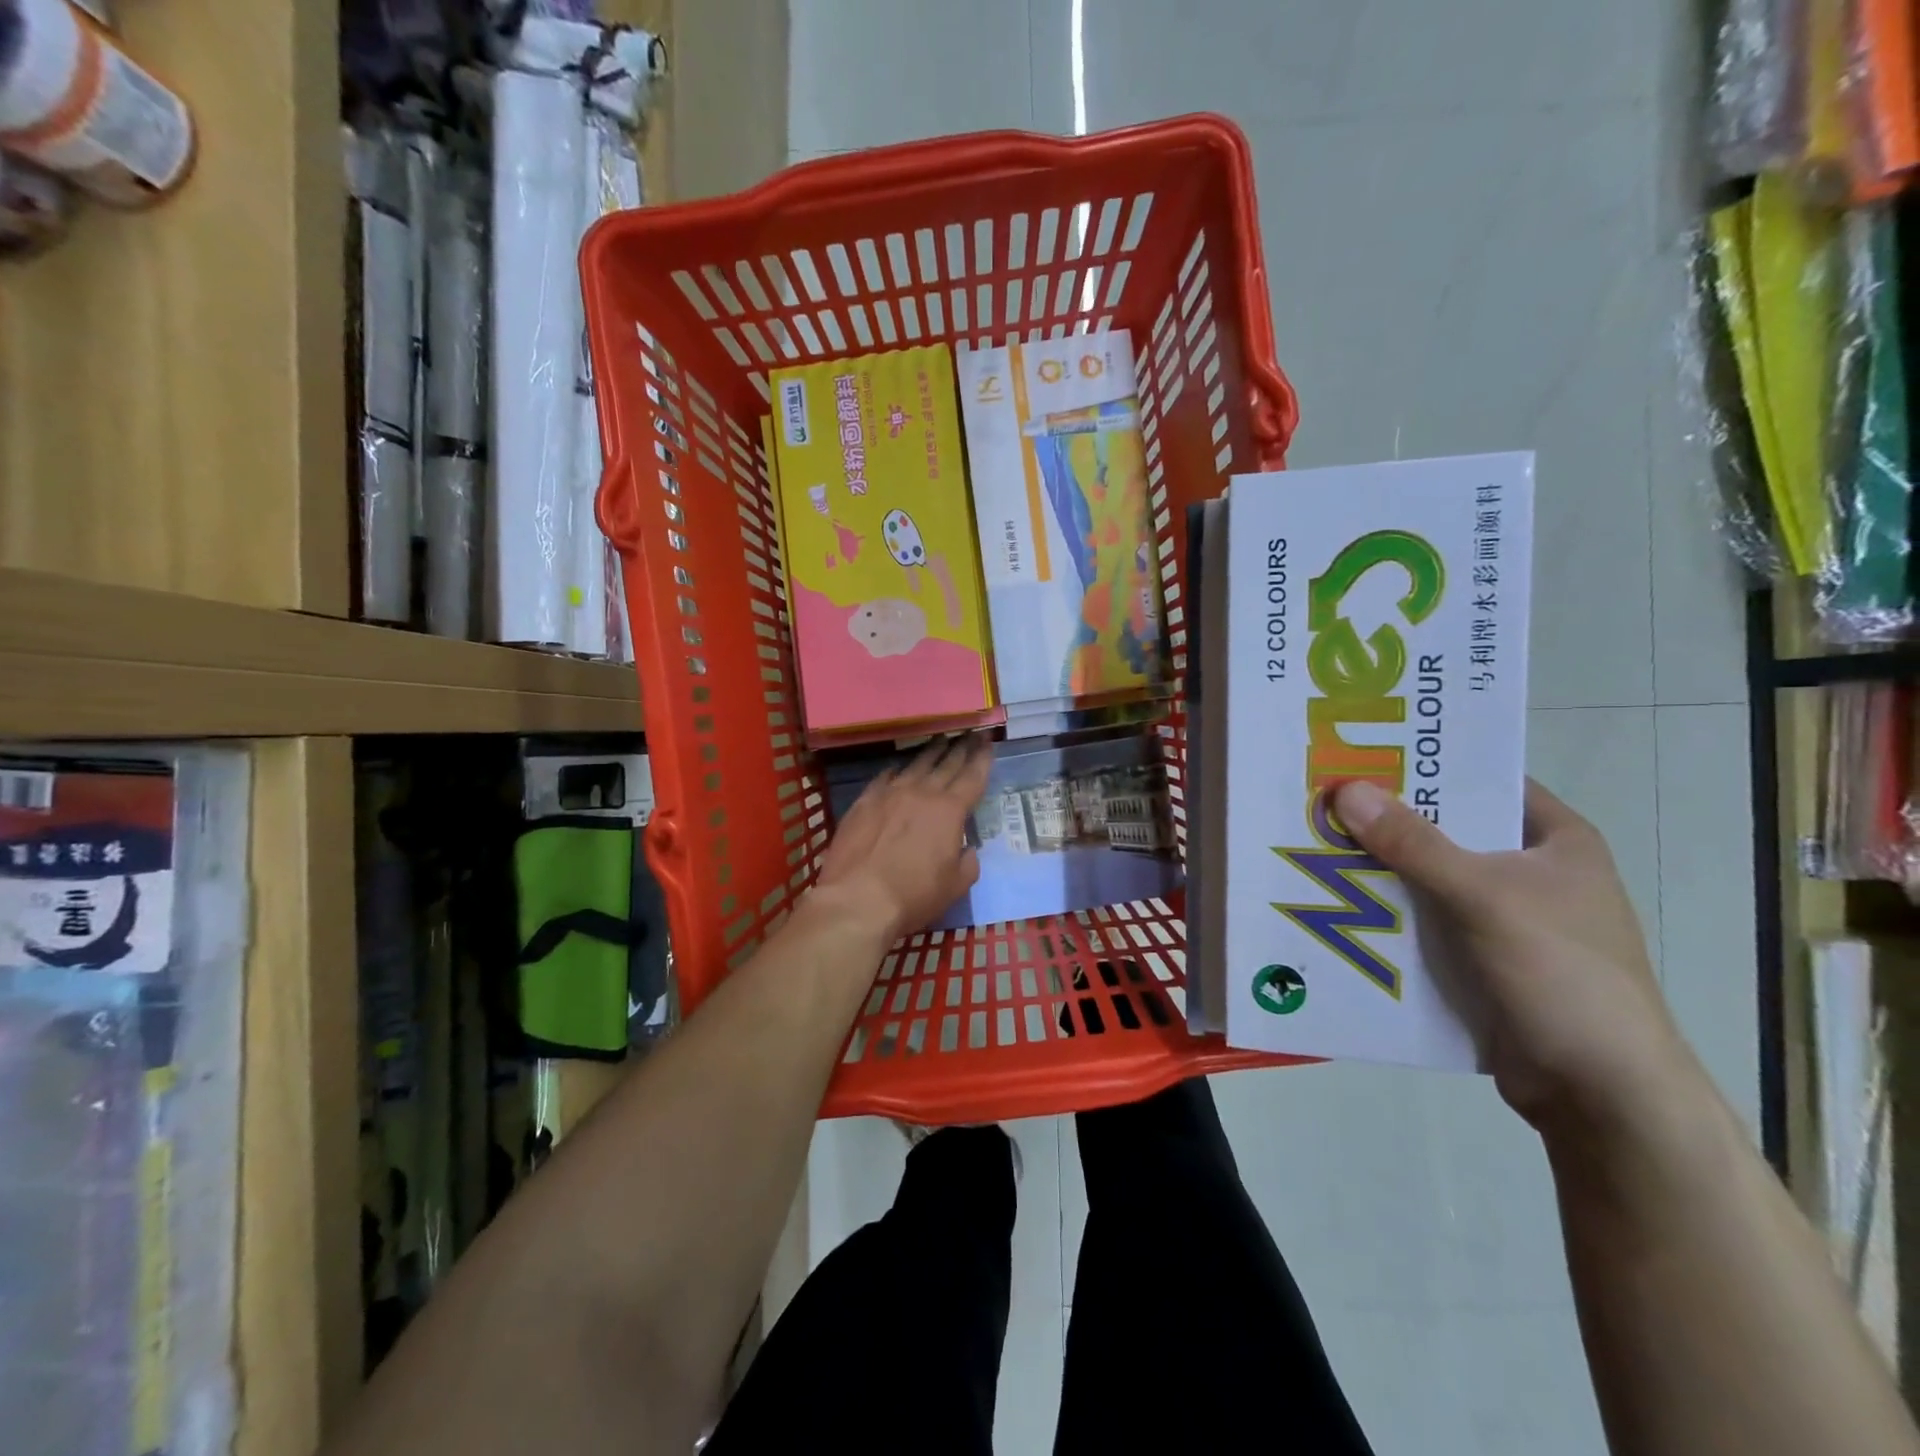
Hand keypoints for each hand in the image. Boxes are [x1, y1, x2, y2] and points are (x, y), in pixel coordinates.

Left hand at [814, 737, 992, 942]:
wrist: (857, 898)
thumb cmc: (914, 895)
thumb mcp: (955, 886)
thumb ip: (968, 863)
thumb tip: (967, 849)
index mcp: (950, 811)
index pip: (973, 778)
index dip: (983, 759)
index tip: (988, 742)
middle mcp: (922, 793)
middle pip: (946, 765)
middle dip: (961, 748)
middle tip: (969, 734)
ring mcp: (890, 794)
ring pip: (915, 765)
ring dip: (931, 752)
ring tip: (940, 741)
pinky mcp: (863, 802)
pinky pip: (884, 778)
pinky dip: (895, 771)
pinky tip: (896, 769)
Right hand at [1333, 778, 1701, 1138]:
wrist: (1600, 1094)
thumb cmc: (1562, 975)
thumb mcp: (1485, 897)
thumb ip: (1414, 843)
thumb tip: (1345, 789)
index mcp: (1554, 840)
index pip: (1482, 780)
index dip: (1424, 764)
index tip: (1358, 753)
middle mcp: (1527, 870)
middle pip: (1444, 829)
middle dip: (1383, 819)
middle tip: (1317, 799)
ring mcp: (1501, 917)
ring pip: (1424, 877)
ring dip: (1375, 868)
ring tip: (1310, 845)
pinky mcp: (1476, 957)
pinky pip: (1419, 920)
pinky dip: (1382, 912)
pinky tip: (1331, 903)